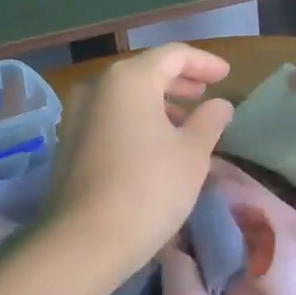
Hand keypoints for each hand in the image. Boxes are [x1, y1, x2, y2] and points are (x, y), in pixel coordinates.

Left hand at [43, 44, 234, 282]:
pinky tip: (155, 142)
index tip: (226, 75)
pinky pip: (110, 116)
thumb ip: (210, 121)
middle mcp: (98, 85)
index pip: (173, 55)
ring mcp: (77, 113)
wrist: (85, 239)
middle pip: (145, 71)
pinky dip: (136, 119)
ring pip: (125, 95)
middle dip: (179, 81)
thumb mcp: (193, 154)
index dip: (204, 62)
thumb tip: (220, 104)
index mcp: (129, 78)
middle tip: (206, 93)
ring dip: (157, 102)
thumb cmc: (149, 188)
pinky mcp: (68, 141)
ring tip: (185, 121)